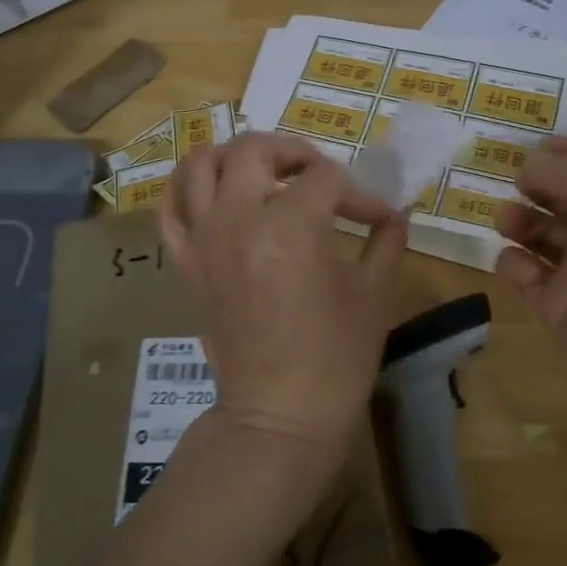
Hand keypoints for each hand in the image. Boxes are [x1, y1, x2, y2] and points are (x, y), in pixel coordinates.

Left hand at [159, 133, 407, 462]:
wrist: (280, 416)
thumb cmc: (336, 359)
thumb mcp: (374, 294)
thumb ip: (386, 241)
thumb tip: (395, 213)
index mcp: (291, 225)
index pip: (326, 178)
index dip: (359, 193)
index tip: (377, 217)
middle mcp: (238, 219)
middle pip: (255, 149)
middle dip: (293, 152)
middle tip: (317, 175)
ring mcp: (204, 239)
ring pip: (199, 165)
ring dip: (233, 157)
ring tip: (262, 173)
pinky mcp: (187, 264)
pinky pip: (171, 211)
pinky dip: (187, 192)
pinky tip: (215, 197)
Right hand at [495, 139, 566, 450]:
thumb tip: (527, 167)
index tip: (531, 147)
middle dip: (540, 185)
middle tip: (510, 181)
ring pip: (546, 235)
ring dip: (522, 220)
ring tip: (506, 220)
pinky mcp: (566, 313)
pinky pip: (531, 279)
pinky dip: (516, 266)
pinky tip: (515, 265)